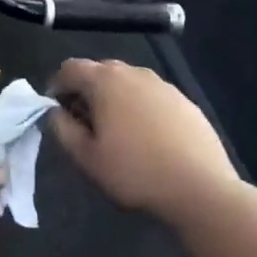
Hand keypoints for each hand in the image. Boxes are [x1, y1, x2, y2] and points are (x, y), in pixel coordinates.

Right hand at [46, 58, 237, 223]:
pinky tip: (147, 137)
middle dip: (86, 90)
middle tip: (84, 122)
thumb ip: (63, 129)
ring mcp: (162, 84)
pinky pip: (152, 95)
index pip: (70, 68)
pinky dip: (141, 107)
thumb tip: (55, 111)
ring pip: (128, 82)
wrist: (200, 188)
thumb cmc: (134, 172)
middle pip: (100, 70)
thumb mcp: (87, 158)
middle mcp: (133, 72)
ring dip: (115, 97)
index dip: (57, 85)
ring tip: (117, 130)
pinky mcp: (184, 100)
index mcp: (104, 81)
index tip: (56, 110)